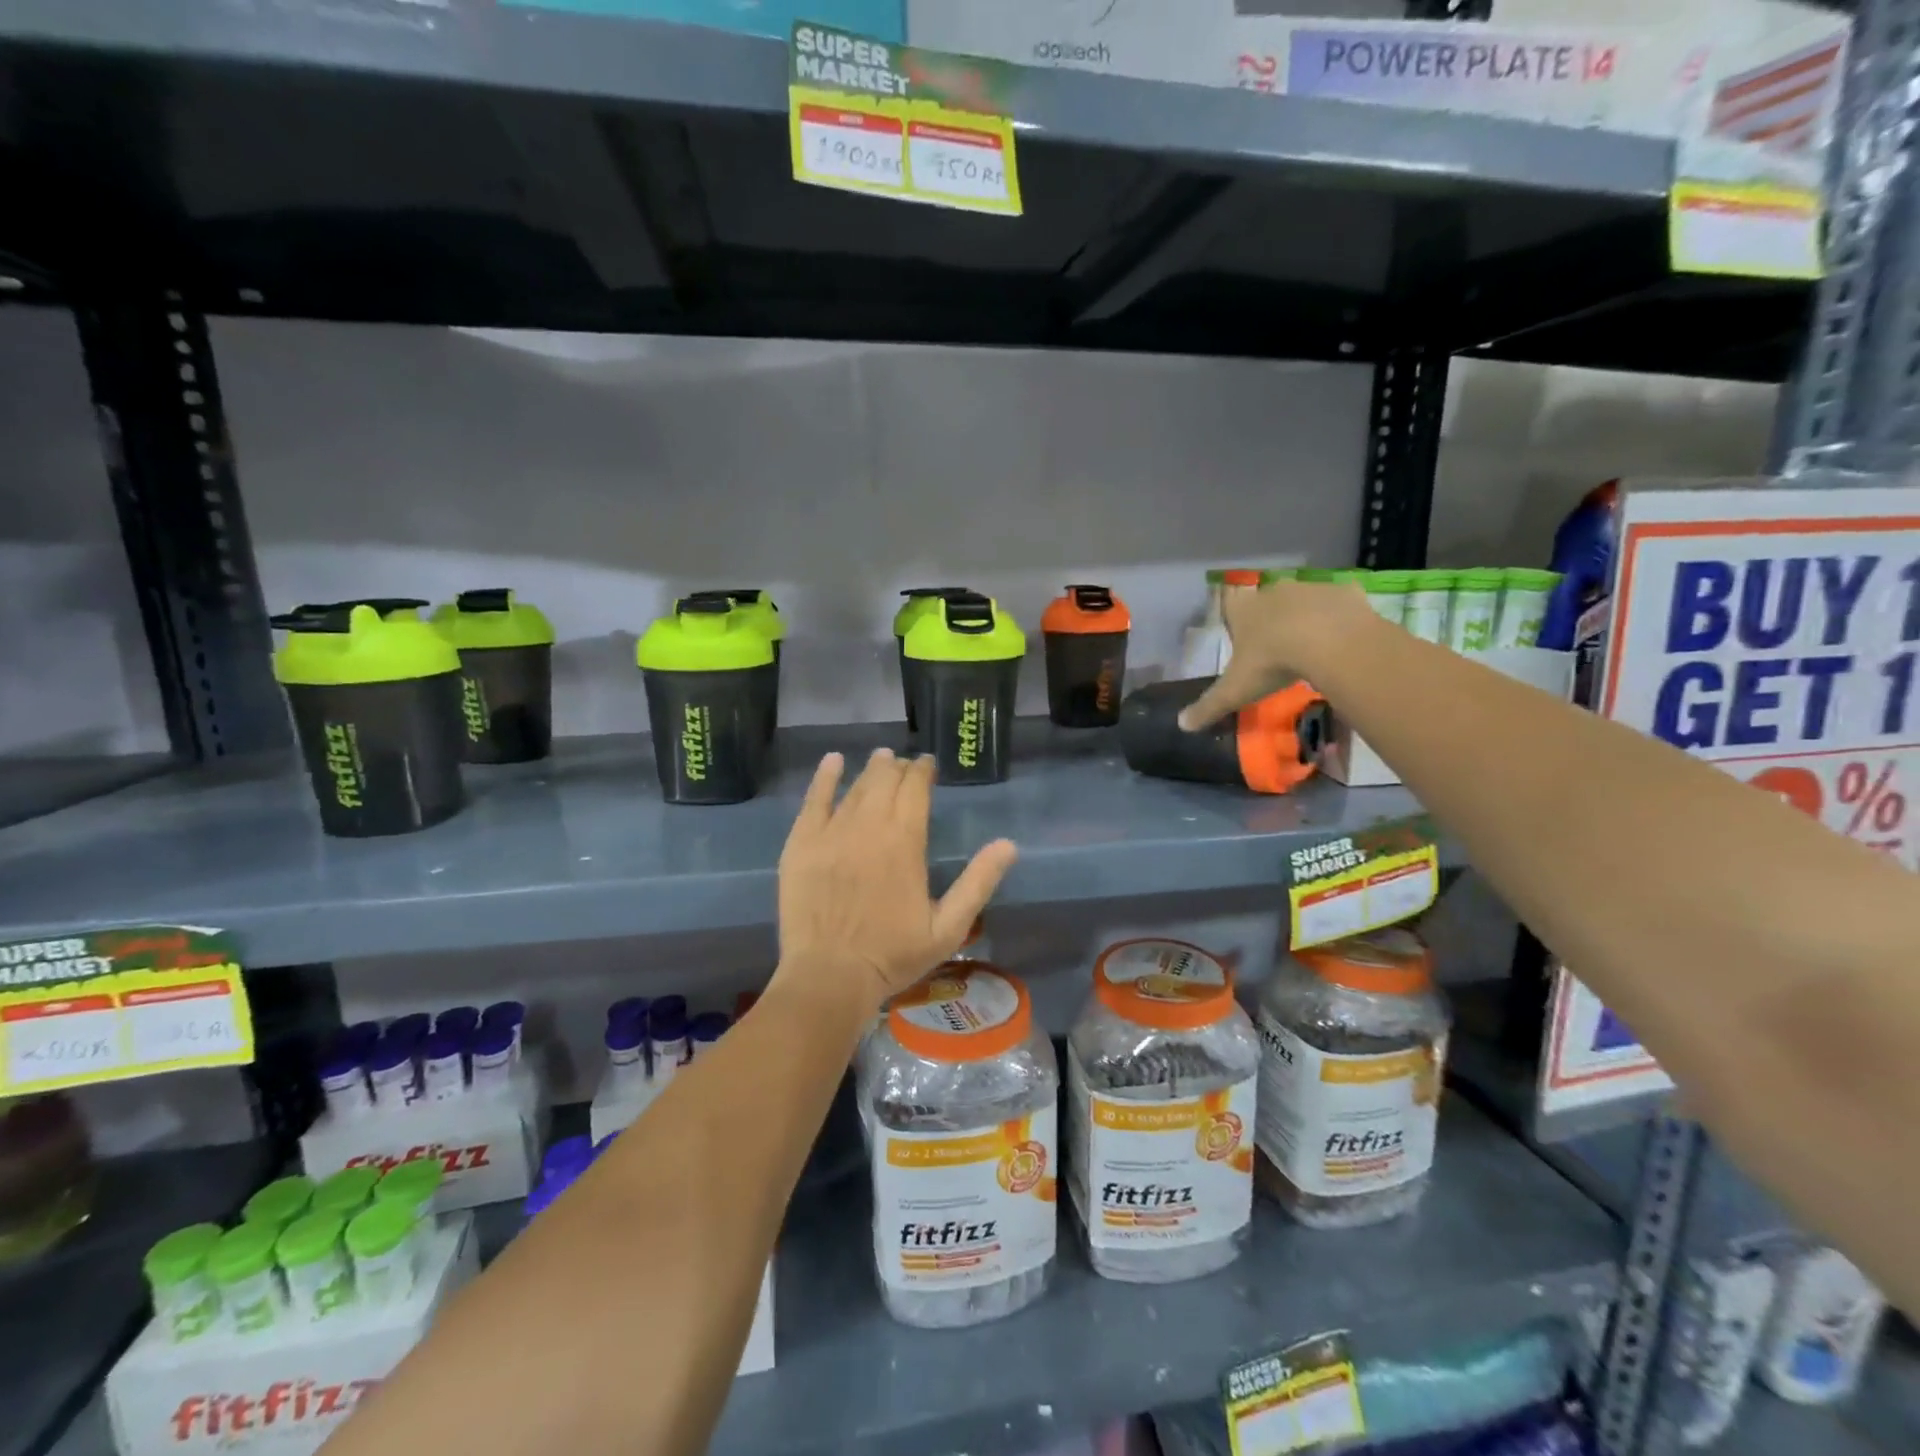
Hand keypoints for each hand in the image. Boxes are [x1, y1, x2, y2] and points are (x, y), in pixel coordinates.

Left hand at [776, 749, 1018, 1011]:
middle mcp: (869, 826)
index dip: (923, 771)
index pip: (916, 788)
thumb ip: (978, 882)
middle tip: (904, 765)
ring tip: (881, 759)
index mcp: (905, 841)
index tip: (928, 765)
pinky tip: (833, 761)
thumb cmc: (893, 955)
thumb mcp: (948, 927)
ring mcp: (831, 832)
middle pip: (885, 780)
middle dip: (898, 768)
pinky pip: (814, 799)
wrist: (830, 975)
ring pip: (855, 787)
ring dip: (871, 770)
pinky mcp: (802, 843)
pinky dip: (825, 777)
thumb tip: (1009, 845)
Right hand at [1177, 580, 1374, 730]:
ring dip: (1305, 616)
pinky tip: (1342, 639)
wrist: (1329, 641)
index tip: (1243, 634)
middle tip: (1278, 645)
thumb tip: (1182, 725)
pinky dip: (1339, 617)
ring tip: (1313, 645)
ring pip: (1303, 599)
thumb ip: (1208, 706)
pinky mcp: (1343, 592)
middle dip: (1271, 617)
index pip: (1230, 604)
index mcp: (1243, 610)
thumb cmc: (1271, 662)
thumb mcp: (1235, 690)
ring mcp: (1309, 588)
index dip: (1235, 617)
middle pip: (1267, 600)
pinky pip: (1338, 604)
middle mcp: (1272, 592)